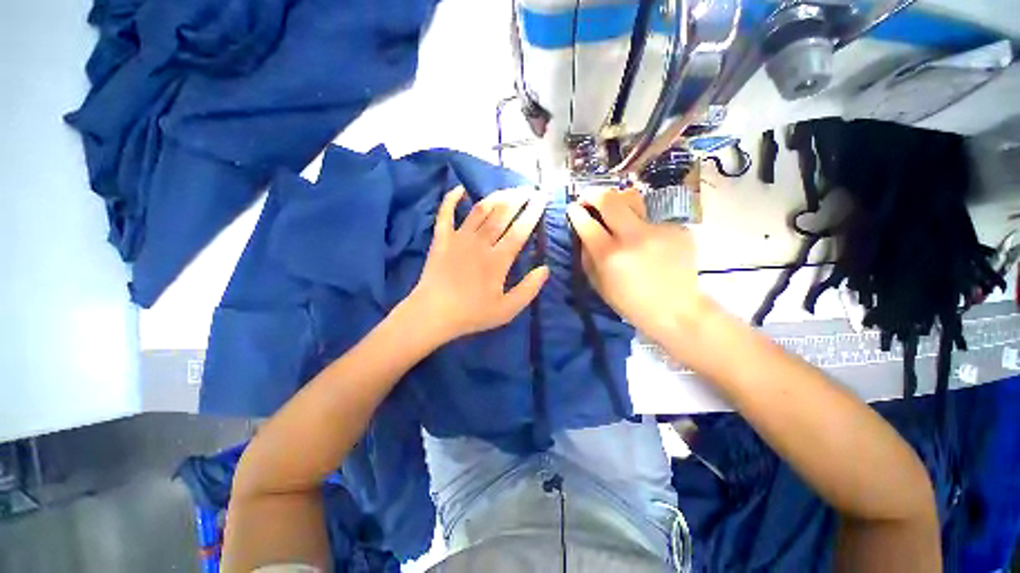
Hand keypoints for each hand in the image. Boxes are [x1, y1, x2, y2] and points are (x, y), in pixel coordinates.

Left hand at [404, 186, 548, 344]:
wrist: (432, 315)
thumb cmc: (471, 314)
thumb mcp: (507, 310)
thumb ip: (528, 289)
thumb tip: (545, 269)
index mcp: (497, 260)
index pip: (520, 230)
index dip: (533, 213)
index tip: (542, 198)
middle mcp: (480, 243)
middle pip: (501, 215)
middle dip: (518, 199)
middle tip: (529, 188)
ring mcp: (458, 239)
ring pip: (479, 211)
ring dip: (495, 197)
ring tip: (507, 190)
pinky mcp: (441, 240)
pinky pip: (445, 214)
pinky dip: (451, 200)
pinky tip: (459, 189)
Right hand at [566, 187, 704, 337]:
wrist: (676, 310)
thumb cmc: (630, 302)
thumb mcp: (598, 283)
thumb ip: (587, 255)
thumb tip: (583, 231)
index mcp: (609, 254)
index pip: (586, 222)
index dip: (575, 211)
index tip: (573, 208)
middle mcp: (632, 236)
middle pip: (609, 198)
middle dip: (593, 194)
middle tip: (589, 199)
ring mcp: (658, 229)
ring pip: (633, 198)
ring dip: (618, 201)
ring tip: (616, 213)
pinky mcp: (677, 228)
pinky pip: (651, 217)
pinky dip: (642, 224)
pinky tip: (647, 241)